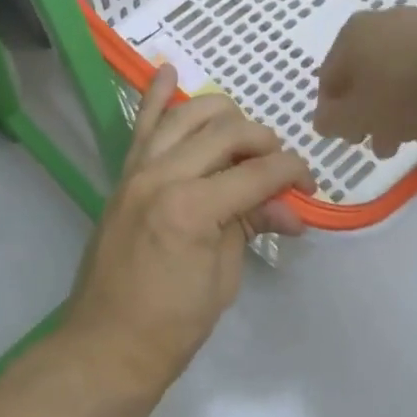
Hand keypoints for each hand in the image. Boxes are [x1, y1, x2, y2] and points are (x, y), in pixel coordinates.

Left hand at [63, 67, 312, 404]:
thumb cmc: (173, 324)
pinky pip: (140, 127)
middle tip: (279, 166)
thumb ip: (250, 225)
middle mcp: (162, 176)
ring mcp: (137, 172)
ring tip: (244, 131)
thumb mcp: (224, 277)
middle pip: (225, 132)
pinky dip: (155, 96)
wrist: (107, 344)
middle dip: (263, 141)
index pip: (256, 172)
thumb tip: (287, 206)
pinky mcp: (123, 176)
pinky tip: (169, 71)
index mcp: (192, 207)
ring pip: (185, 116)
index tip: (309, 181)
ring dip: (221, 114)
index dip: (292, 172)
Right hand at [313, 8, 416, 157]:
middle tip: (380, 144)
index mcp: (349, 35)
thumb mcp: (356, 116)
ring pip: (397, 75)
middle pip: (365, 76)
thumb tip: (324, 121)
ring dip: (398, 108)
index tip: (348, 138)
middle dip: (370, 114)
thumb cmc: (402, 91)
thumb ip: (332, 121)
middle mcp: (380, 22)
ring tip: (412, 136)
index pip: (328, 79)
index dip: (333, 113)